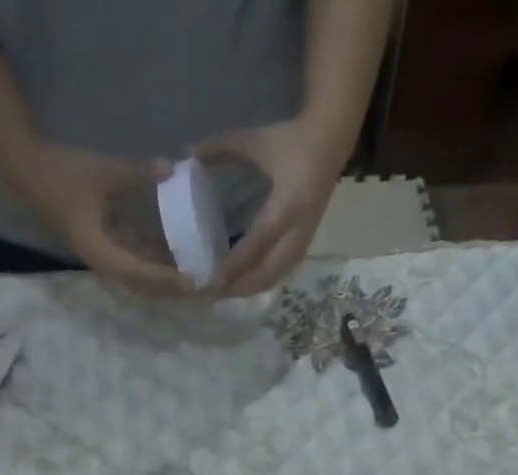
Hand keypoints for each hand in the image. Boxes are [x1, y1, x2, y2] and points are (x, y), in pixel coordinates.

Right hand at [17, 141, 190, 297]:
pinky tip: (176, 258)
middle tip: (202, 288)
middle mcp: (107, 265)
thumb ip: (138, 173)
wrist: (31, 173)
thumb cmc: (65, 174)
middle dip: (173, 290)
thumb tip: (172, 169)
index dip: (170, 279)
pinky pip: (136, 263)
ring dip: (166, 281)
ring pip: (142, 280)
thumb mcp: (104, 171)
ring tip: (194, 278)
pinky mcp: (106, 248)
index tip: (194, 282)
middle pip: (146, 287)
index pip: (144, 274)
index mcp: (104, 254)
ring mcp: (106, 258)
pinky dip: (155, 264)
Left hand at [190, 116, 348, 296]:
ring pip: (275, 277)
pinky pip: (282, 274)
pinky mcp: (305, 245)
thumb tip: (186, 153)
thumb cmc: (292, 139)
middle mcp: (299, 228)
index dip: (236, 263)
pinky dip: (261, 283)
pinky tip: (243, 286)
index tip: (213, 278)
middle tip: (213, 291)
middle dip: (240, 286)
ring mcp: (304, 240)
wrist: (331, 139)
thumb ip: (221, 148)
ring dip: (250, 289)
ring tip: (224, 293)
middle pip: (268, 271)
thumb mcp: (256, 140)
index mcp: (288, 203)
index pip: (258, 241)